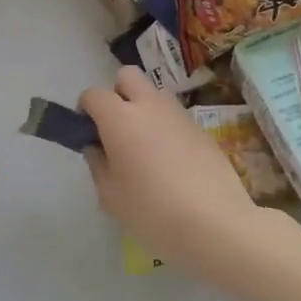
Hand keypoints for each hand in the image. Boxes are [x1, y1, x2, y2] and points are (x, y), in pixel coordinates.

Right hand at [80, 67, 258, 275]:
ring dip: (144, 109)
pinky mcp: (203, 131)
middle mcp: (150, 106)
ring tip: (145, 148)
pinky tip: (171, 163)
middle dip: (117, 94)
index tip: (88, 134)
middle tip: (116, 130)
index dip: (85, 110)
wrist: (215, 223)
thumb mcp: (110, 195)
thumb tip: (97, 147)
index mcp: (120, 118)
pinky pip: (175, 118)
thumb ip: (98, 164)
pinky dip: (166, 129)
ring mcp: (180, 115)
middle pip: (127, 77)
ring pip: (155, 94)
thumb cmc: (151, 211)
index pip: (93, 94)